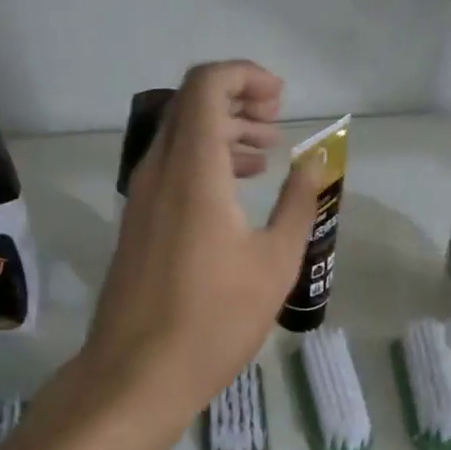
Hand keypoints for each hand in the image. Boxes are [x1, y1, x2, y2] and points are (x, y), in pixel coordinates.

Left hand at [78, 60, 319, 432]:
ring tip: (265, 156)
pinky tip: (234, 192)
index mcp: (193, 169)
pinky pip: (170, 169)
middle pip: (191, 104)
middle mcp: (159, 171)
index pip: (206, 85)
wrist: (137, 374)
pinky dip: (204, 162)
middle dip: (237, 100)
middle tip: (277, 123)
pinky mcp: (137, 222)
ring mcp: (141, 197)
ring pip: (180, 137)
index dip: (244, 75)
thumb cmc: (214, 320)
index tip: (280, 99)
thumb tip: (313, 163)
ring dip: (222, 133)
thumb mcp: (274, 262)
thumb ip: (298, 203)